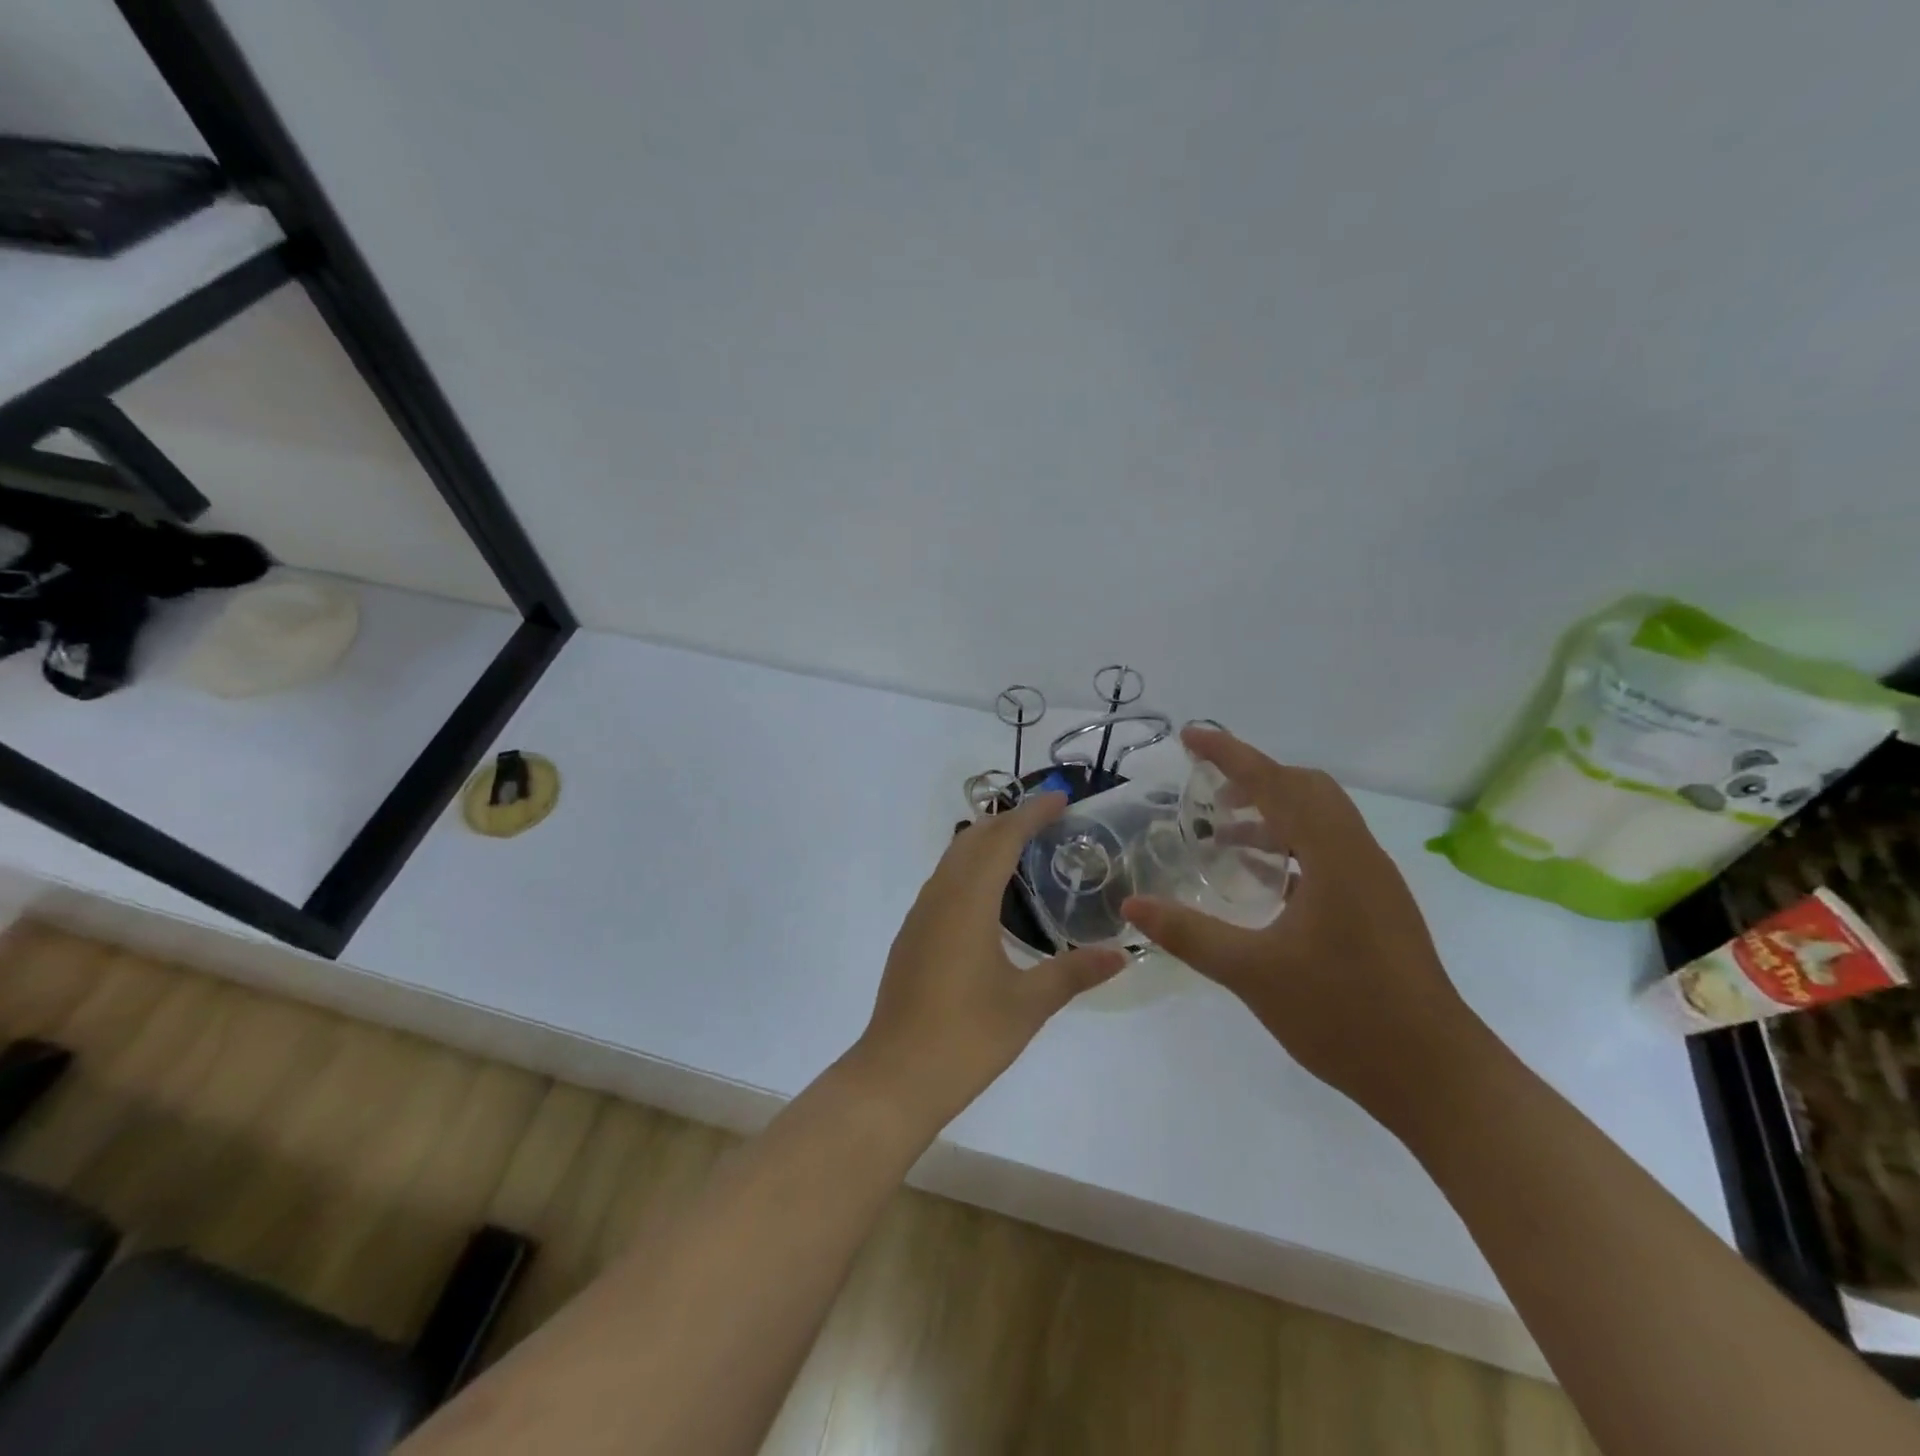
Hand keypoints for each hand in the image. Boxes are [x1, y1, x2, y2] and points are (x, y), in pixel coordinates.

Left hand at [848, 793, 1126, 1130]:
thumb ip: (1074, 972)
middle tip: (1049, 821)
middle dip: (1009, 821)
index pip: (1002, 839)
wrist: (896, 1076)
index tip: (1062, 799)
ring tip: (1024, 849)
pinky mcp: (912, 937)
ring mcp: (920, 917)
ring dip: (986, 843)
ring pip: (953, 859)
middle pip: (972, 839)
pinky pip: (943, 883)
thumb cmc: (966, 1037)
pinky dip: (970, 869)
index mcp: (967, 902)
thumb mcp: (1028, 1005)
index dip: (1032, 813)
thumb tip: (1122, 954)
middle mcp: (939, 897)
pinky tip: (990, 896)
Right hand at [1122, 727, 1482, 1121]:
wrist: (1435, 1076)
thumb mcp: (1252, 973)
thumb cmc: (1343, 1015)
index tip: (1191, 736)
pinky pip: (1330, 851)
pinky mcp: (1379, 908)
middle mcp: (1359, 856)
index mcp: (1333, 856)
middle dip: (1255, 779)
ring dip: (1274, 813)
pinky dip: (1292, 844)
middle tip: (1208, 794)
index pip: (1275, 783)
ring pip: (1322, 820)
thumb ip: (1188, 933)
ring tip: (1225, 836)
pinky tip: (1264, 881)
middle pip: (1307, 789)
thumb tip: (1131, 907)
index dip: (1230, 755)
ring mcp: (1374, 882)